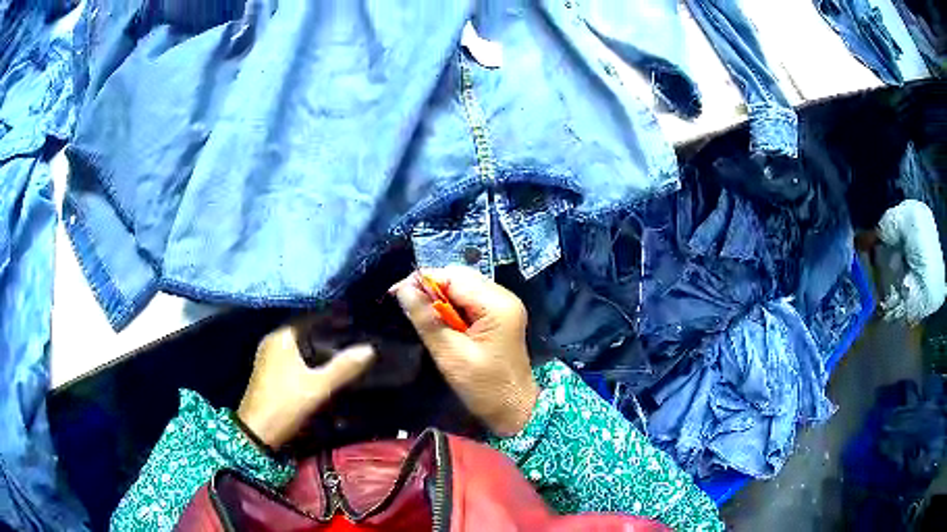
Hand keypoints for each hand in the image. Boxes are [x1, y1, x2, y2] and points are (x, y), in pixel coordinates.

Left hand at [237, 323, 374, 447]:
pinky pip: (295, 359)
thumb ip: (343, 367)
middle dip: (328, 337)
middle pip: (306, 334)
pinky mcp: (271, 373)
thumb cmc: (285, 403)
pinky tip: (325, 369)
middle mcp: (273, 342)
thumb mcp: (318, 387)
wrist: (258, 432)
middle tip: (354, 340)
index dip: (333, 321)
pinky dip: (310, 362)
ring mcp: (270, 358)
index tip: (355, 323)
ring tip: (344, 354)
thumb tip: (369, 349)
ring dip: (320, 351)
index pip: (311, 319)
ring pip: (301, 348)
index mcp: (281, 337)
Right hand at [391, 266, 538, 436]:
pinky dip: (452, 306)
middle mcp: (503, 296)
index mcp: (497, 304)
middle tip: (408, 307)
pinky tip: (441, 322)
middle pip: (460, 277)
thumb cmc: (484, 387)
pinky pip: (470, 300)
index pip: (454, 276)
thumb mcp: (450, 355)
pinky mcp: (500, 315)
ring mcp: (504, 305)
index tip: (396, 293)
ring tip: (422, 315)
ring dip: (440, 298)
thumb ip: (427, 319)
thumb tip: (402, 289)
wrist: (515, 409)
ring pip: (464, 287)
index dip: (423, 280)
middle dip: (431, 288)